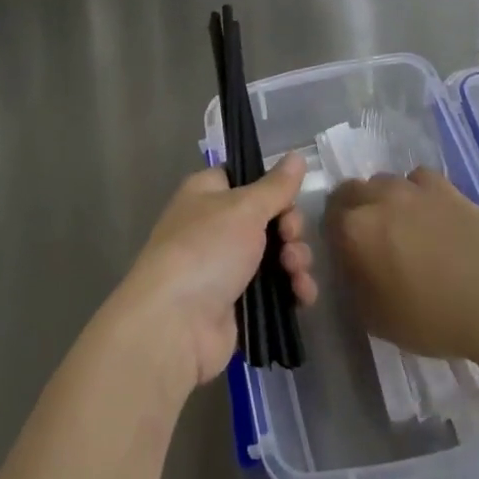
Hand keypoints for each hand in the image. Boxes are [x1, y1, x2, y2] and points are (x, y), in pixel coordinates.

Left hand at [108, 153, 317, 399]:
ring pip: (276, 254)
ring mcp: (226, 266)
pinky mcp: (238, 303)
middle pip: (268, 217)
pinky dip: (293, 289)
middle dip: (290, 228)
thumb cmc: (206, 249)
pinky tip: (303, 296)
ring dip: (295, 260)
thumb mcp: (245, 208)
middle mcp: (215, 226)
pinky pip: (275, 289)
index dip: (273, 188)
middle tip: (290, 239)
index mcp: (208, 194)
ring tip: (296, 273)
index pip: (247, 178)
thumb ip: (276, 186)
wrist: (175, 324)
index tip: (289, 199)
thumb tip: (297, 154)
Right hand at [324, 167, 478, 363]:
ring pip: (384, 181)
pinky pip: (418, 179)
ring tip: (401, 224)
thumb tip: (351, 269)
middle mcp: (377, 199)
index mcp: (354, 230)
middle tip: (369, 236)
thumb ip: (354, 286)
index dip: (333, 232)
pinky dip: (417, 192)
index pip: (328, 216)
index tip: (344, 250)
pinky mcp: (445, 187)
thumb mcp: (376, 318)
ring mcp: (413, 188)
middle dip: (353, 208)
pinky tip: (429, 212)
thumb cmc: (431, 318)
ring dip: (384, 199)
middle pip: (351, 190)